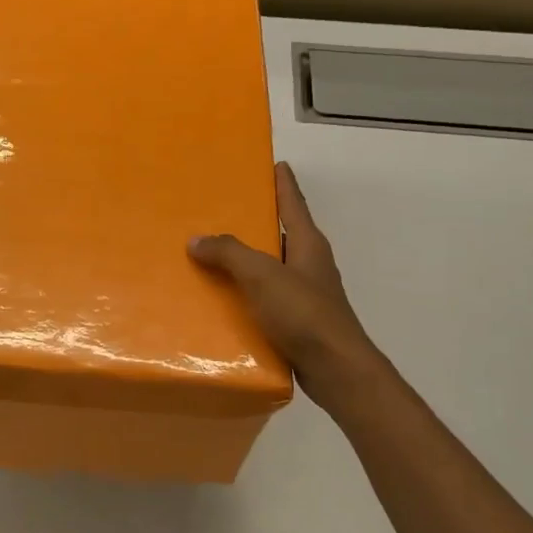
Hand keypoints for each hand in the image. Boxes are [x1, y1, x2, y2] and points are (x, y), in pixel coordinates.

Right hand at [189, 161, 383, 409]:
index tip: (275, 163)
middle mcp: (309, 264)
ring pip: (270, 269)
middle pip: (280, 234)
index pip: (293, 203)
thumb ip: (229, 253)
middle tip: (220, 211)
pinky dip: (246, 295)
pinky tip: (221, 301)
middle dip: (254, 223)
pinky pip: (265, 299)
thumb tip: (196, 239)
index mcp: (308, 244)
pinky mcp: (297, 321)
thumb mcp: (262, 276)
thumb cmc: (304, 314)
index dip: (283, 182)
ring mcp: (305, 294)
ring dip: (245, 263)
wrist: (336, 369)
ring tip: (209, 256)